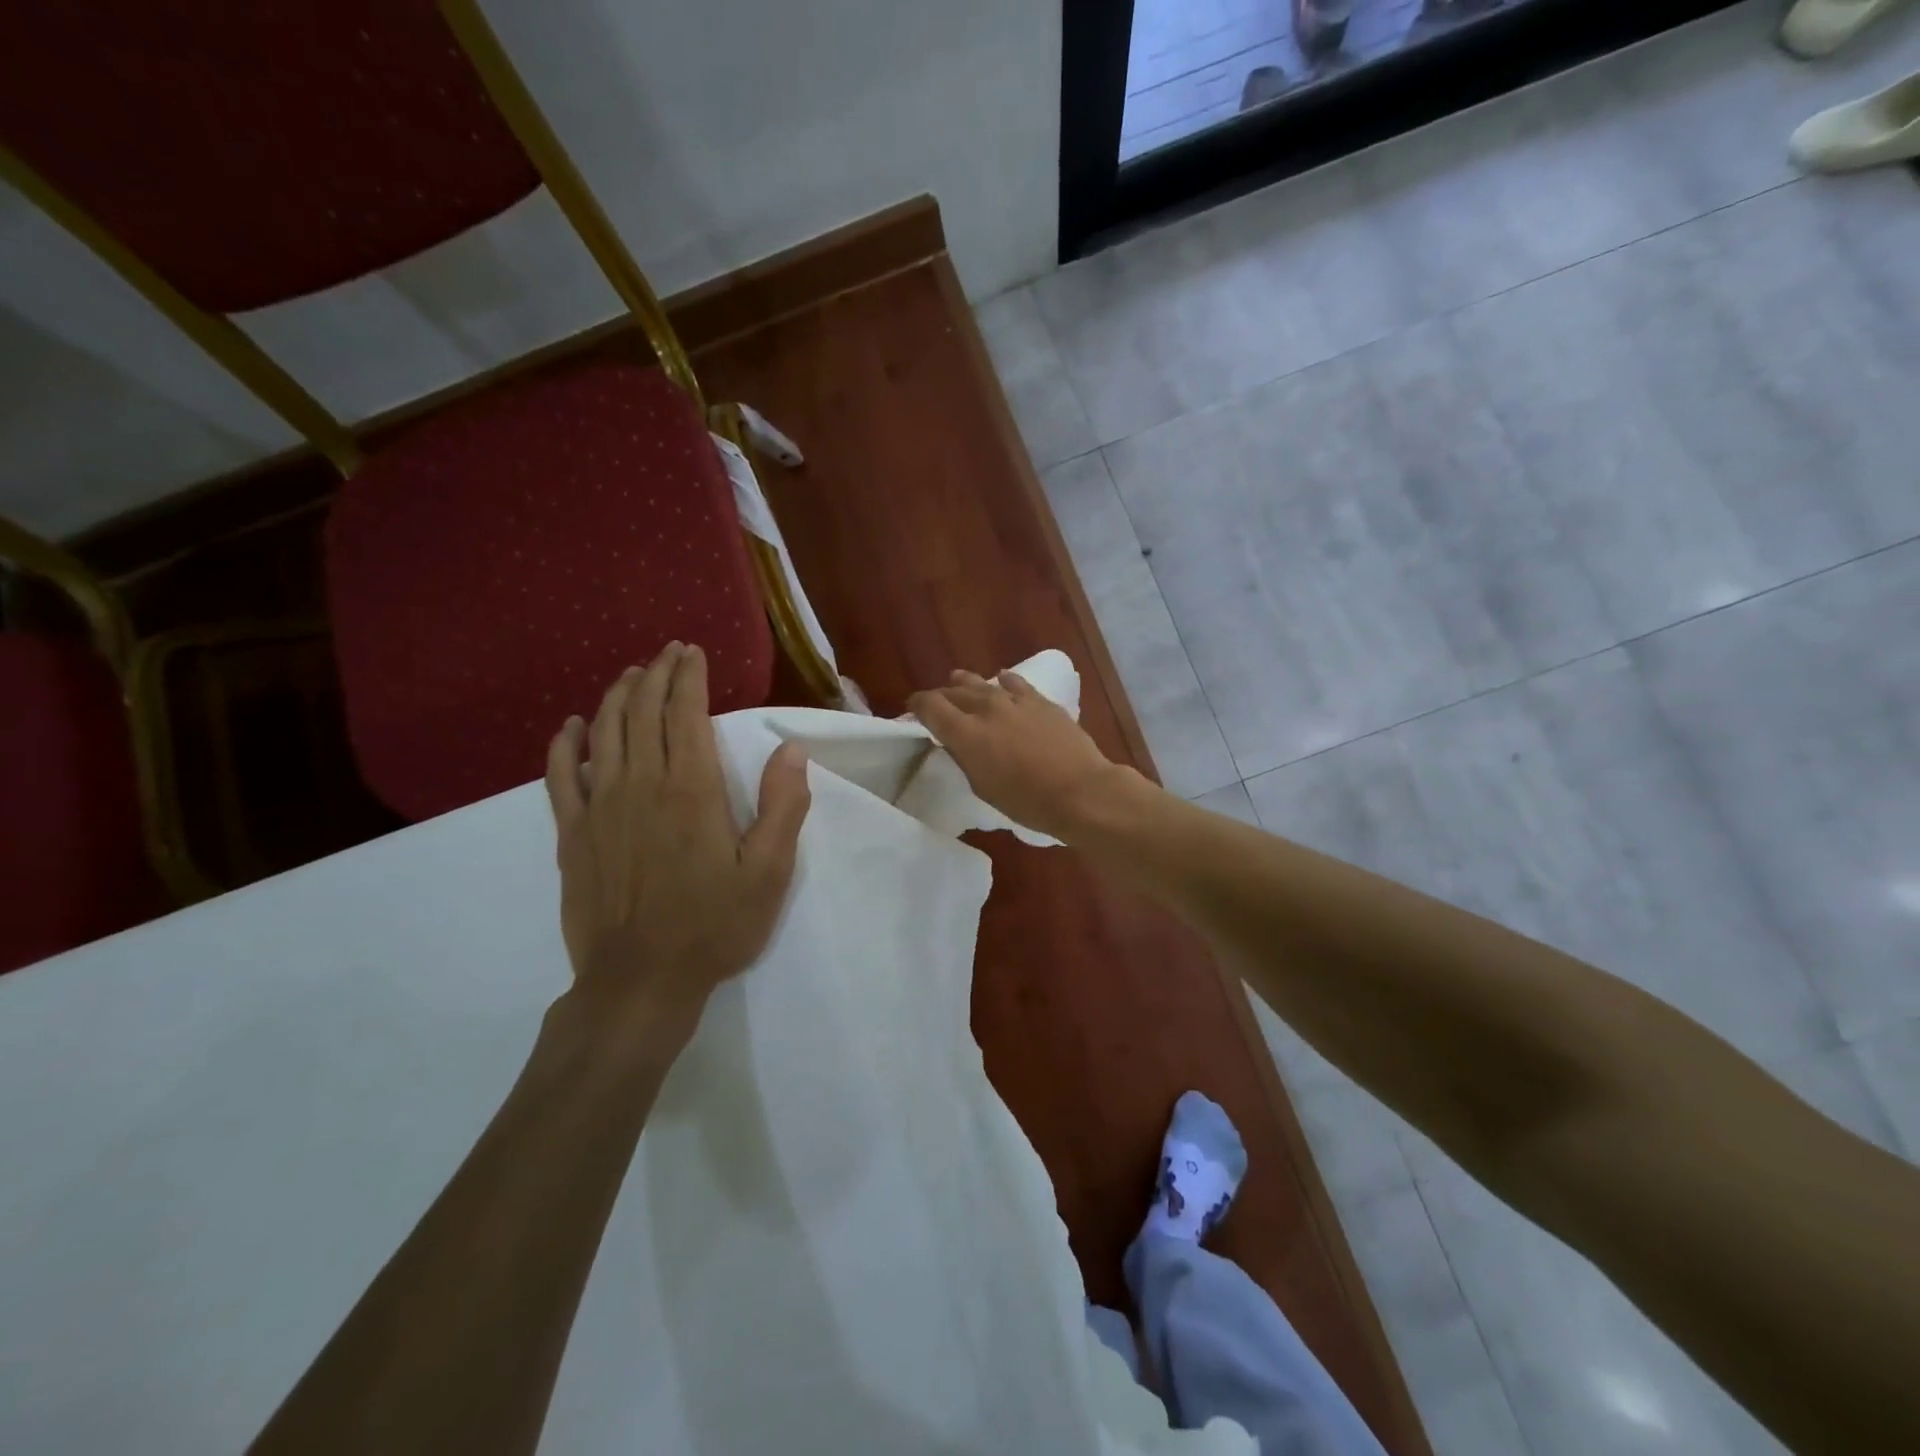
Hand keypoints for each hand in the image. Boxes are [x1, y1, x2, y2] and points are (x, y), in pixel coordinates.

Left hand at [544, 644, 810, 1039]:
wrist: (639, 982)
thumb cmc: (713, 926)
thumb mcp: (768, 873)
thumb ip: (782, 807)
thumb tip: (791, 749)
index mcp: (691, 790)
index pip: (685, 714)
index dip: (688, 677)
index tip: (691, 651)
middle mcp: (641, 785)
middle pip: (642, 713)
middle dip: (655, 675)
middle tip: (666, 654)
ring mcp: (599, 808)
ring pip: (603, 734)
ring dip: (616, 697)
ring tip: (629, 675)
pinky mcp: (572, 835)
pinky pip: (560, 777)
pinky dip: (564, 745)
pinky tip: (569, 727)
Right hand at [906, 669, 1127, 840]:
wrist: (1080, 791)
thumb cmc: (1027, 801)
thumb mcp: (983, 787)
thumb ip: (965, 758)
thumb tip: (956, 742)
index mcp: (965, 732)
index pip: (929, 706)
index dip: (917, 706)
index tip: (913, 712)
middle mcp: (986, 708)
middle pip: (954, 692)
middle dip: (941, 697)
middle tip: (936, 705)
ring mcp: (1015, 701)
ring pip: (982, 683)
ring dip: (967, 683)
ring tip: (957, 680)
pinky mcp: (1041, 701)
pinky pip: (1015, 684)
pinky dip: (1003, 681)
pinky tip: (1001, 679)